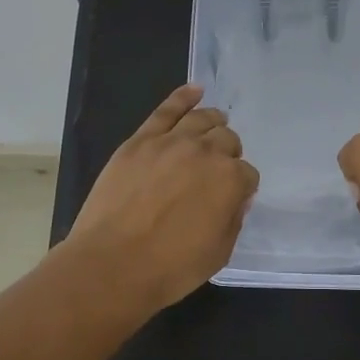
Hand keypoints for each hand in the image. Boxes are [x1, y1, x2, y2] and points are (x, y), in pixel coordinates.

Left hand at [65, 85, 259, 312]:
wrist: (112, 264)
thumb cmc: (170, 268)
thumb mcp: (218, 253)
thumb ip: (233, 220)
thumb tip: (236, 199)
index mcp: (230, 180)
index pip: (247, 174)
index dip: (241, 186)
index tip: (233, 198)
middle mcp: (205, 152)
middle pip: (226, 140)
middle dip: (228, 153)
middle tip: (218, 169)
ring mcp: (170, 142)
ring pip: (201, 119)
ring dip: (213, 121)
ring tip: (215, 122)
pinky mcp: (140, 141)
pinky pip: (166, 110)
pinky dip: (183, 97)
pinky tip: (195, 90)